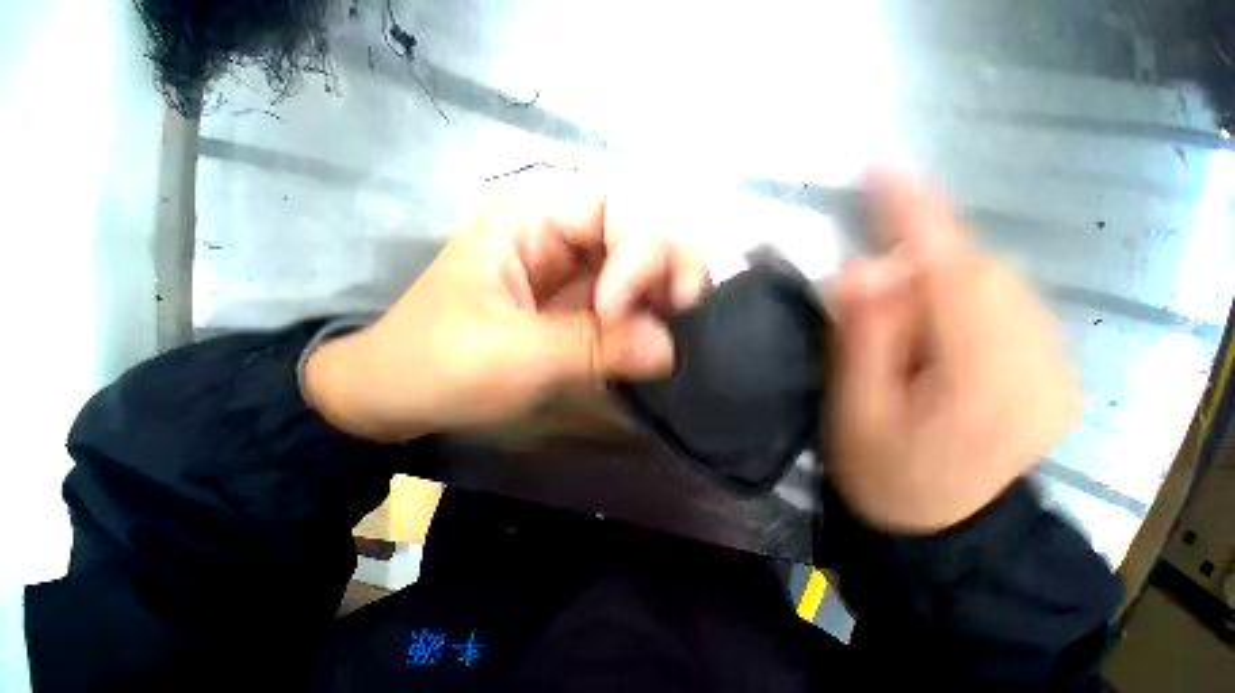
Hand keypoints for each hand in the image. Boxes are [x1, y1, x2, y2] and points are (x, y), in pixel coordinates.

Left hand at [305, 176, 709, 440]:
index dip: (637, 251)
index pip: (613, 206)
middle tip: (679, 316)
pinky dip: (651, 320)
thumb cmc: (438, 366)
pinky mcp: (580, 308)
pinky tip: (653, 343)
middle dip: (668, 271)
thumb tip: (669, 349)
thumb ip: (593, 347)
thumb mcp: (512, 355)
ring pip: (643, 268)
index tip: (619, 309)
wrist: (398, 397)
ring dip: (667, 297)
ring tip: (670, 334)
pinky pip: (631, 302)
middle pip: (639, 232)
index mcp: (529, 220)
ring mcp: (574, 275)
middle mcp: (560, 237)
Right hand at [830, 173, 1077, 533]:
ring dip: (941, 271)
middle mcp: (1041, 367)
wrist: (938, 525)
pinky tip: (934, 316)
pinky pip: (1010, 301)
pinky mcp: (1054, 368)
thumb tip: (861, 268)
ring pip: (999, 280)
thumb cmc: (881, 473)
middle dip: (923, 251)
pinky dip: (965, 288)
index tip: (881, 172)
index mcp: (986, 385)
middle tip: (869, 266)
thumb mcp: (854, 409)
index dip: (918, 217)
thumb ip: (862, 339)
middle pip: (982, 272)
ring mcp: (1058, 367)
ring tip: (895, 299)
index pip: (955, 274)